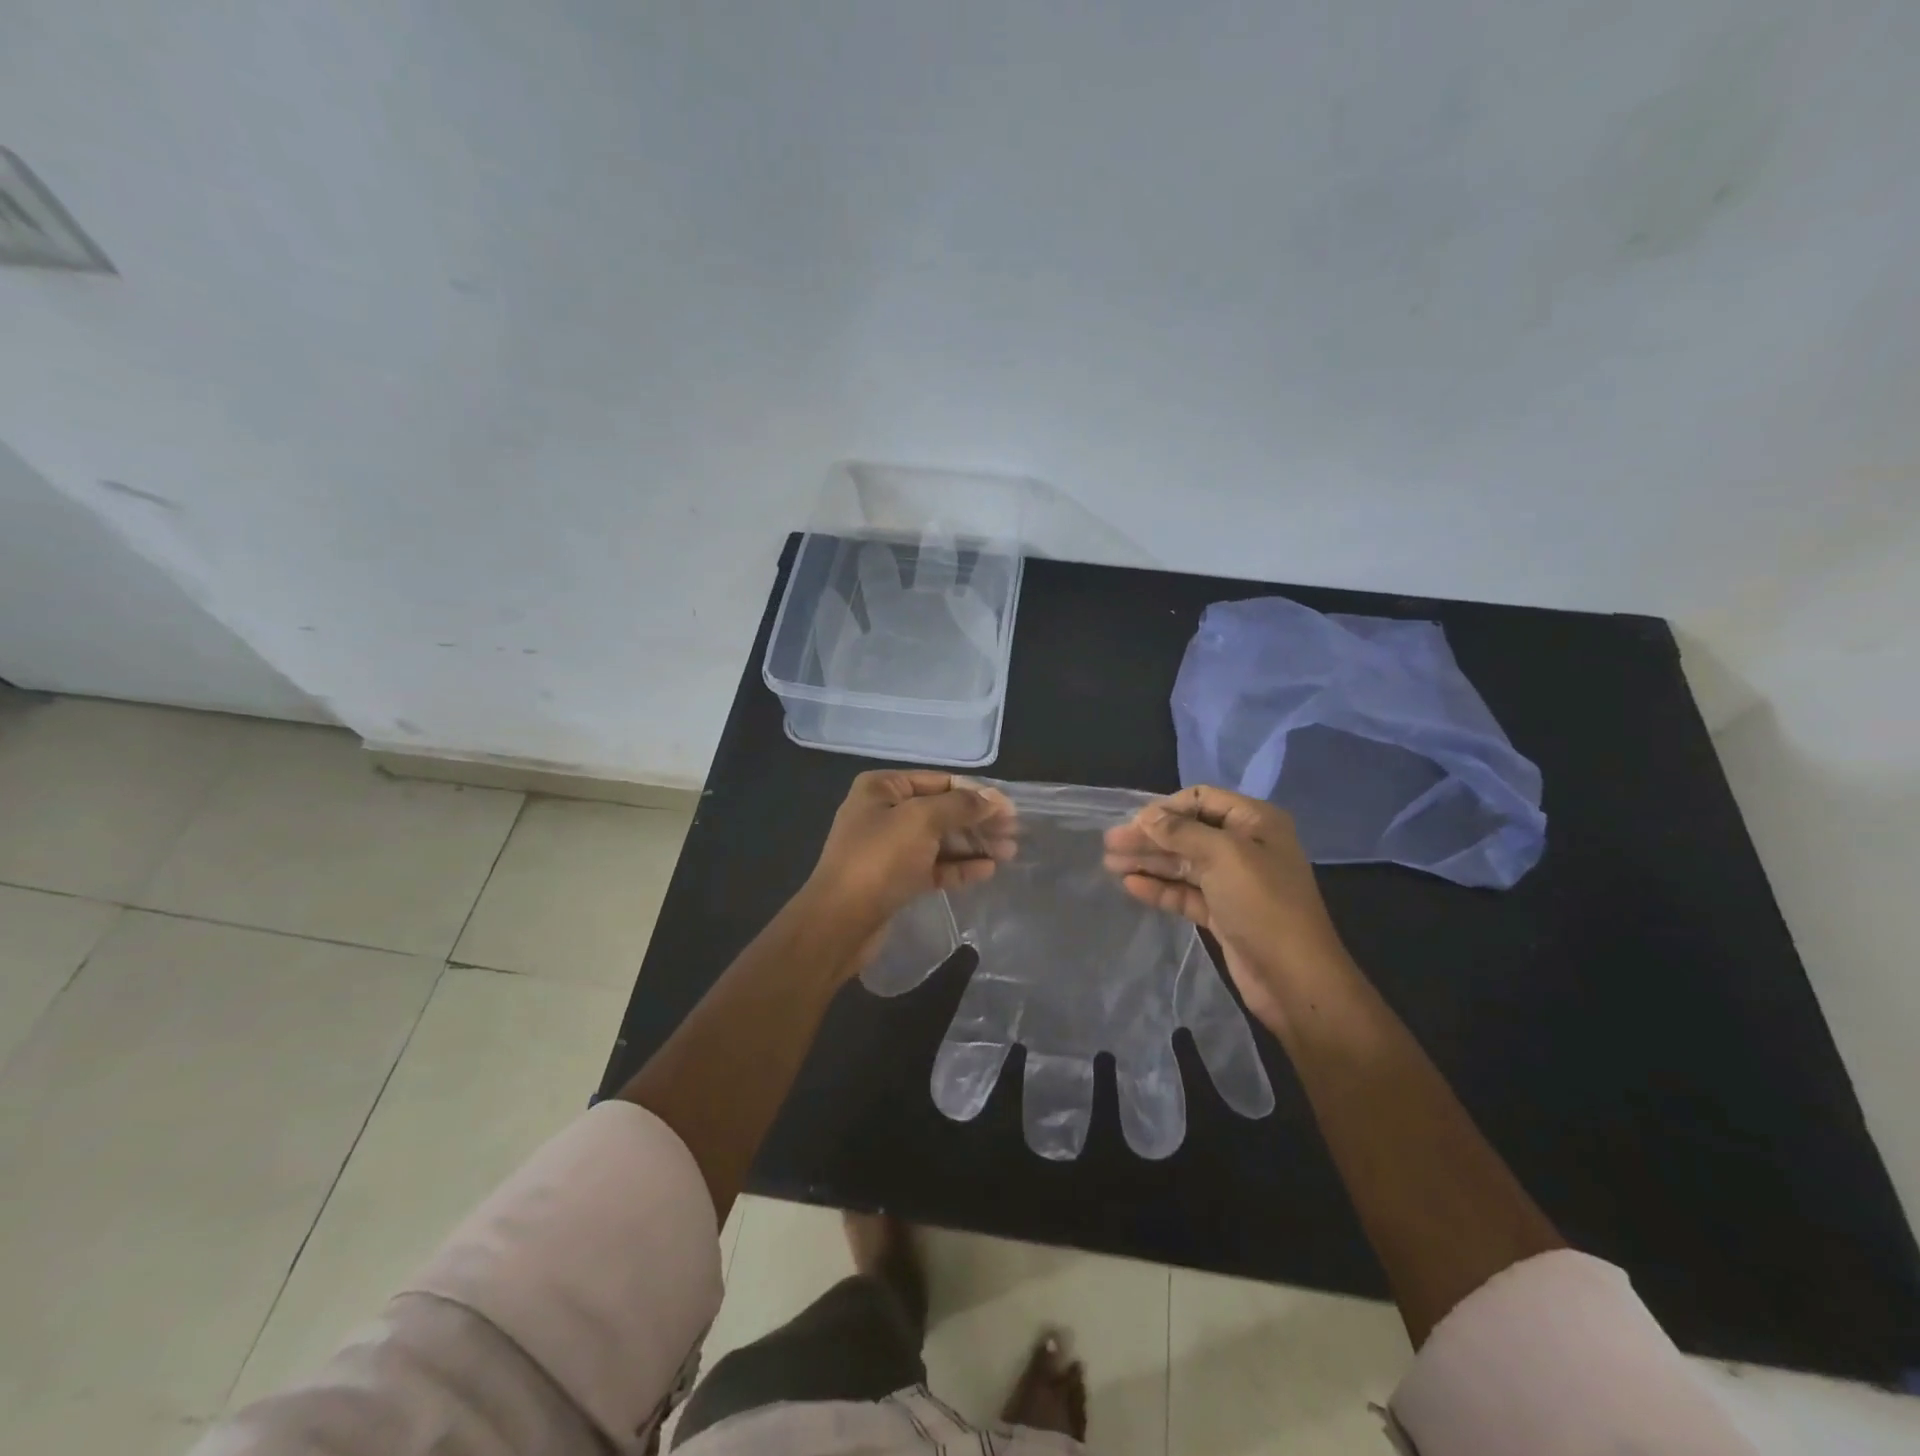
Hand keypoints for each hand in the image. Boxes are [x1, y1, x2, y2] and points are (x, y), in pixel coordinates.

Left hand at [802, 771, 1014, 966]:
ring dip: (974, 844)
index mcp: (883, 788)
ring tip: (1009, 853)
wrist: (840, 922)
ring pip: (940, 840)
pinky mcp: (896, 879)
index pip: (940, 781)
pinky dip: (960, 867)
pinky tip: (987, 871)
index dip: (977, 793)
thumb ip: (960, 806)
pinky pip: (934, 867)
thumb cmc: (879, 859)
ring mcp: (890, 848)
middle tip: (1014, 833)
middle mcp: (885, 813)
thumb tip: (993, 799)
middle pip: (942, 811)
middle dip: (978, 821)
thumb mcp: (921, 821)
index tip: (1010, 809)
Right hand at [1103, 785, 1352, 1028]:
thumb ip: (1181, 832)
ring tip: (1110, 864)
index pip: (1202, 799)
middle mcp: (1245, 847)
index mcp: (1255, 822)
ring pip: (1183, 863)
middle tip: (1109, 844)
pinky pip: (1185, 892)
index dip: (1166, 808)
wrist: (1295, 978)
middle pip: (1187, 832)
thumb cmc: (1263, 904)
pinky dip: (1160, 887)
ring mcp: (1233, 882)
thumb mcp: (1223, 856)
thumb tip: (1147, 815)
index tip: (1133, 822)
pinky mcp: (1222, 913)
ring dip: (1148, 861)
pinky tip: (1131, 886)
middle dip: (1149, 837)